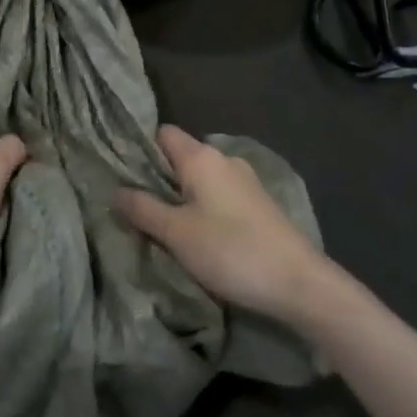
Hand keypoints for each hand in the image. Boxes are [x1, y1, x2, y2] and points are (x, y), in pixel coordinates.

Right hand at [115, 126, 329, 325]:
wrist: (300, 283)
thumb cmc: (231, 251)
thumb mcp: (176, 233)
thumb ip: (143, 208)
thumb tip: (116, 191)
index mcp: (201, 157)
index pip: (162, 134)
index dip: (141, 150)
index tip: (123, 176)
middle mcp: (224, 159)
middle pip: (180, 157)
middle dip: (158, 179)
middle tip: (136, 207)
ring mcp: (245, 181)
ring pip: (200, 179)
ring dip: (181, 197)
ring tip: (163, 226)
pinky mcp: (258, 205)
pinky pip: (218, 195)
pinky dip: (203, 208)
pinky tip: (197, 235)